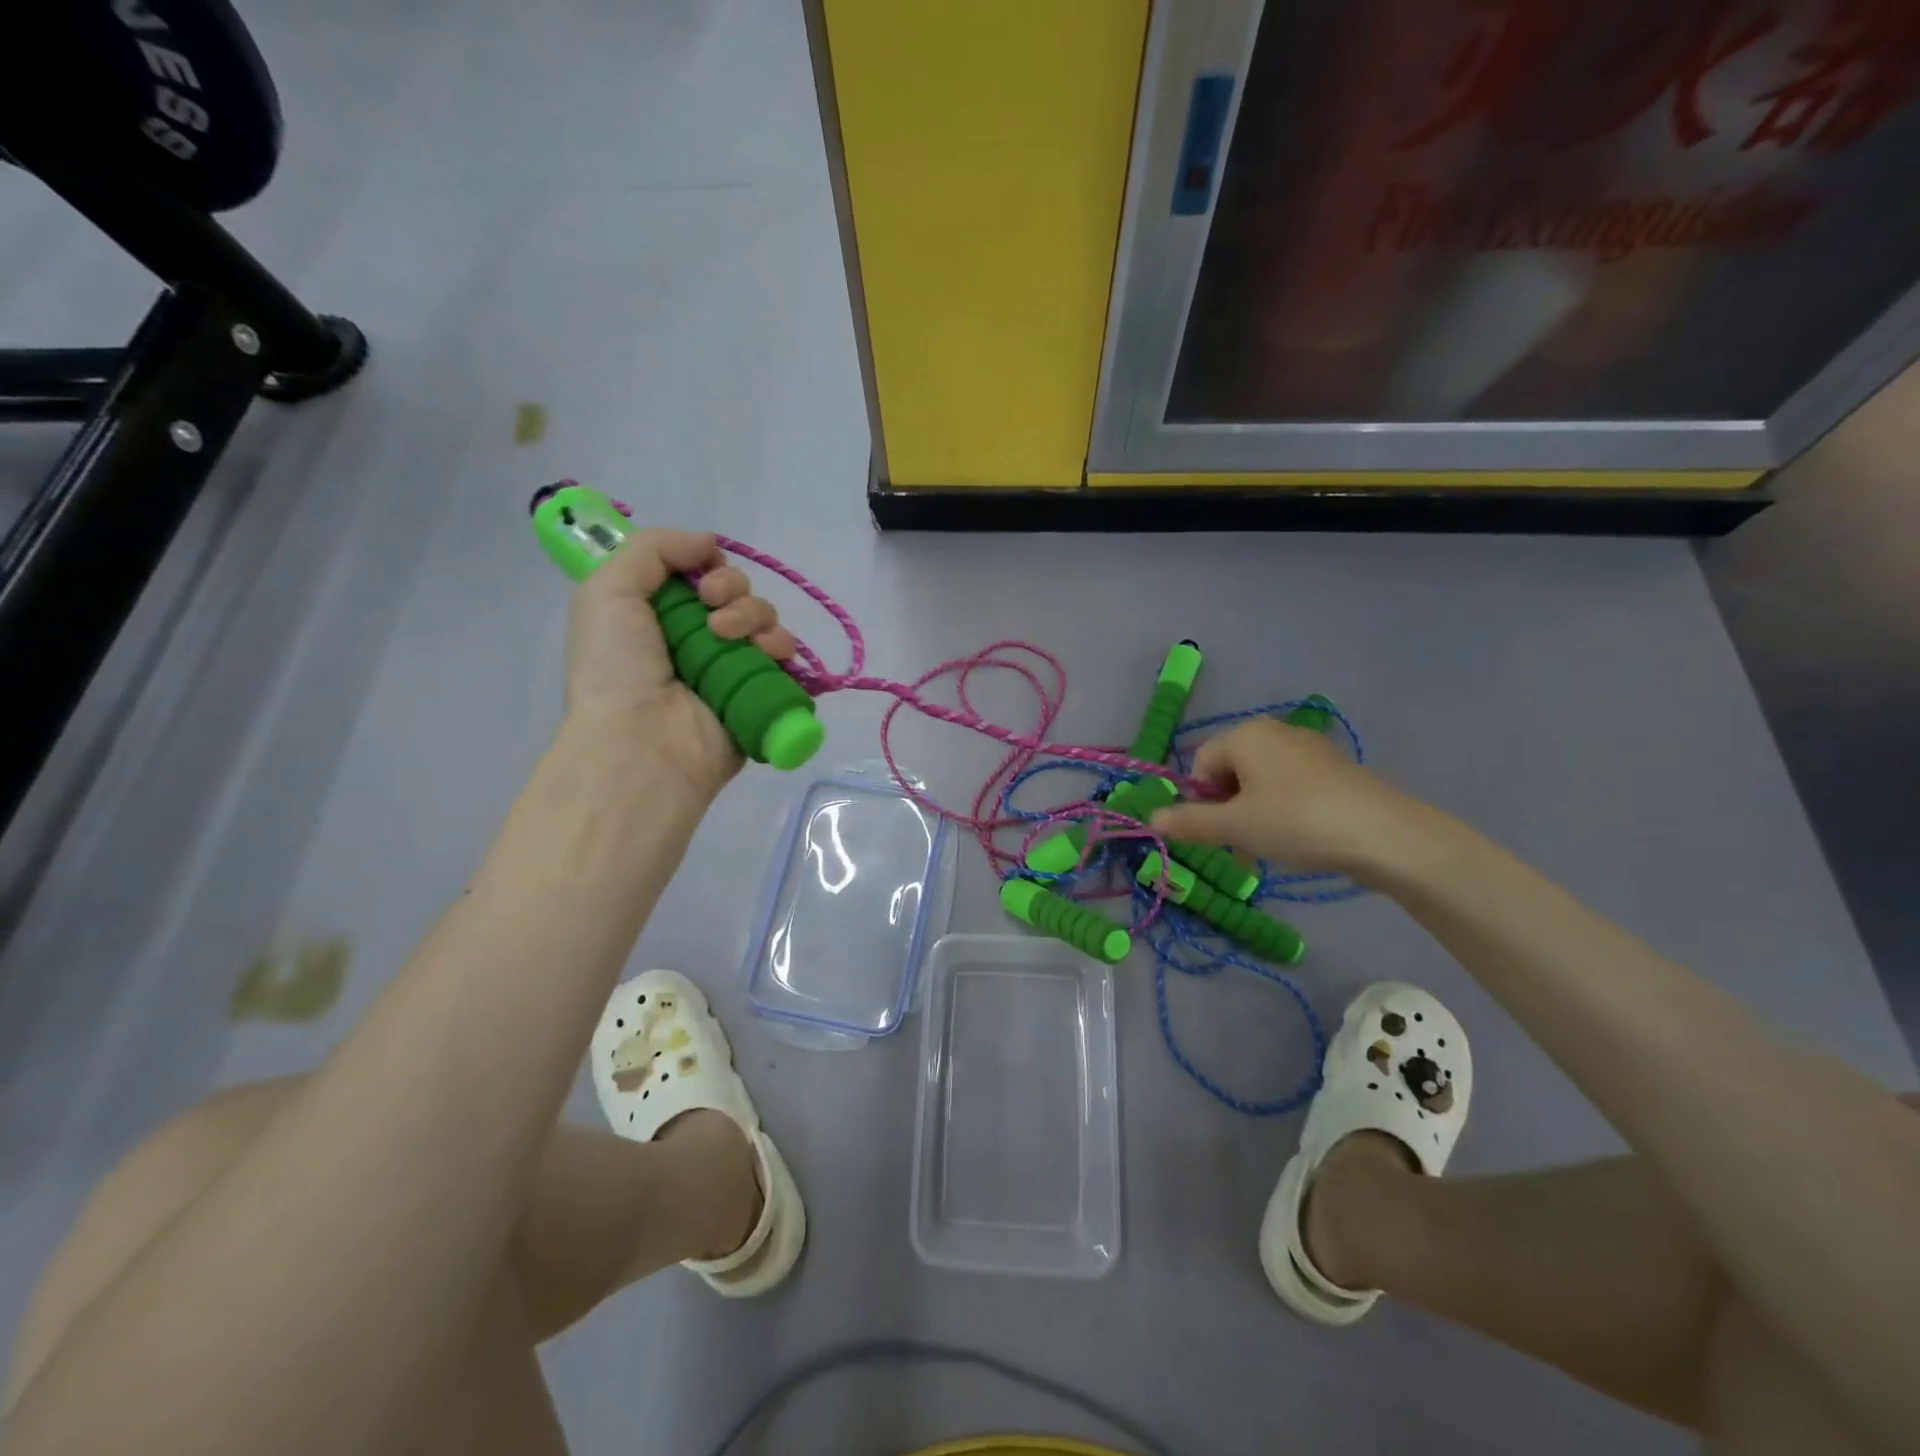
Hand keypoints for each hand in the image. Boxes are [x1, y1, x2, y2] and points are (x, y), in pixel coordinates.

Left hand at [564, 529, 797, 799]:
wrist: (642, 741)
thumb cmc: (617, 667)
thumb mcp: (608, 590)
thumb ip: (654, 548)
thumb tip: (709, 542)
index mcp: (661, 615)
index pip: (701, 574)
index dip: (707, 565)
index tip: (699, 578)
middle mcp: (699, 640)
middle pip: (739, 593)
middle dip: (732, 590)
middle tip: (712, 613)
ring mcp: (733, 669)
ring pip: (766, 620)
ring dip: (755, 617)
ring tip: (729, 639)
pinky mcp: (761, 696)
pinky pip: (787, 660)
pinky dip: (782, 649)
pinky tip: (765, 655)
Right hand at [1150, 718, 1430, 878]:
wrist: (1384, 835)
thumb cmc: (1296, 822)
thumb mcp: (1235, 827)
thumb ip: (1189, 822)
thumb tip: (1150, 818)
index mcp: (1245, 734)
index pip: (1200, 764)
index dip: (1199, 801)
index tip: (1217, 834)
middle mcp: (1274, 731)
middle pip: (1229, 771)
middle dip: (1226, 809)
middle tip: (1239, 845)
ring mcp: (1307, 747)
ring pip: (1259, 782)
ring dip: (1252, 814)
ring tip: (1267, 848)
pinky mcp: (1333, 768)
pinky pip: (1289, 786)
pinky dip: (1282, 810)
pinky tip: (1297, 838)